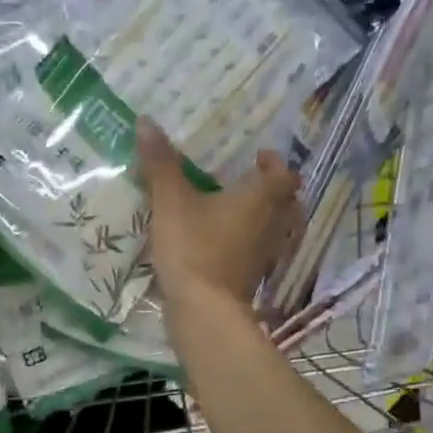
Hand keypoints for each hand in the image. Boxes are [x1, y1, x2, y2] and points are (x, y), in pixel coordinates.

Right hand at [136, 118, 298, 312]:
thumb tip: (146, 121)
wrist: (203, 310)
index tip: (258, 158)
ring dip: (263, 221)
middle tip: (249, 184)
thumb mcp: (171, 202)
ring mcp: (266, 257)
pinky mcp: (252, 282)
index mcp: (261, 199)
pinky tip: (226, 248)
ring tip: (237, 214)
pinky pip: (258, 256)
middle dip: (272, 192)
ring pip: (275, 232)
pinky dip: (249, 248)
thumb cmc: (194, 248)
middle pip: (286, 204)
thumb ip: (160, 164)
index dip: (274, 164)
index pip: (283, 174)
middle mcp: (272, 225)